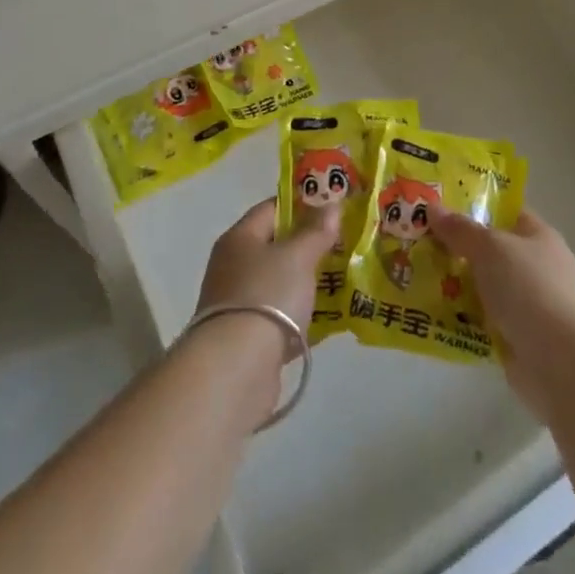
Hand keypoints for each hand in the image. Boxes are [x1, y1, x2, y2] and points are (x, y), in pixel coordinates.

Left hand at [194, 198, 336, 350]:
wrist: (236, 370)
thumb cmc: (267, 296)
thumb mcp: (298, 256)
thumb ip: (316, 231)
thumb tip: (331, 204)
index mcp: (239, 238)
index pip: (271, 208)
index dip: (301, 204)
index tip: (330, 208)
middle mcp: (232, 267)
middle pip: (275, 246)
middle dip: (307, 246)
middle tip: (341, 244)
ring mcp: (238, 304)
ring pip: (278, 283)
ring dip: (305, 283)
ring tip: (341, 279)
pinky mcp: (246, 339)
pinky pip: (279, 317)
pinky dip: (300, 316)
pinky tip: (327, 319)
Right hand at [430, 209, 574, 412]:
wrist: (564, 364)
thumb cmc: (530, 289)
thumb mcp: (491, 248)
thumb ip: (460, 229)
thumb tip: (432, 206)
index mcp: (537, 236)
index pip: (503, 212)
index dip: (473, 206)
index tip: (438, 205)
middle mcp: (535, 267)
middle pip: (489, 251)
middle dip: (456, 248)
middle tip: (416, 241)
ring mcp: (527, 306)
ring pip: (482, 287)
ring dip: (455, 286)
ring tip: (414, 277)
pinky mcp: (517, 340)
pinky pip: (481, 321)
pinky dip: (461, 320)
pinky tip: (431, 315)